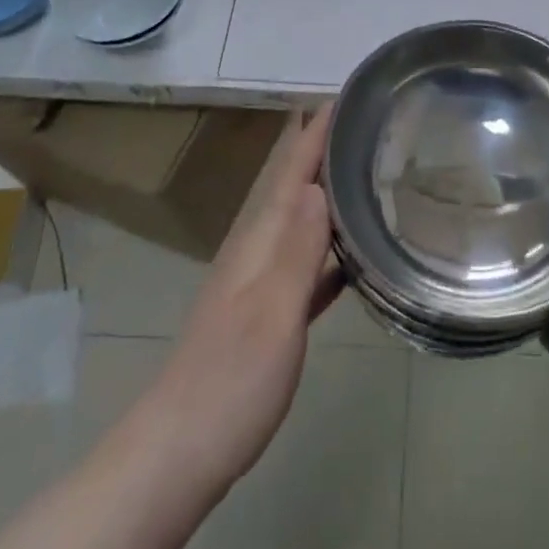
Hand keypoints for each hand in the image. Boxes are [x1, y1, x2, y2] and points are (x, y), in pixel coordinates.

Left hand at [0, 113, 343, 548]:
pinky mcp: (268, 317)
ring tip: (367, 173)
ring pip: (303, 222)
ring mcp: (261, 284)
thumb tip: (319, 184)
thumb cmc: (229, 380)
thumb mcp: (272, 312)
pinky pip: (307, 264)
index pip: (292, 170)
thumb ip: (297, 249)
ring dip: (330, 194)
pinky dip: (330, 247)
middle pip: (296, 187)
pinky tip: (355, 253)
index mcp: (259, 240)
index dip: (317, 132)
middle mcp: (259, 250)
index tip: (346, 95)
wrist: (178, 454)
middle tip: (370, 124)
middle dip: (325, 151)